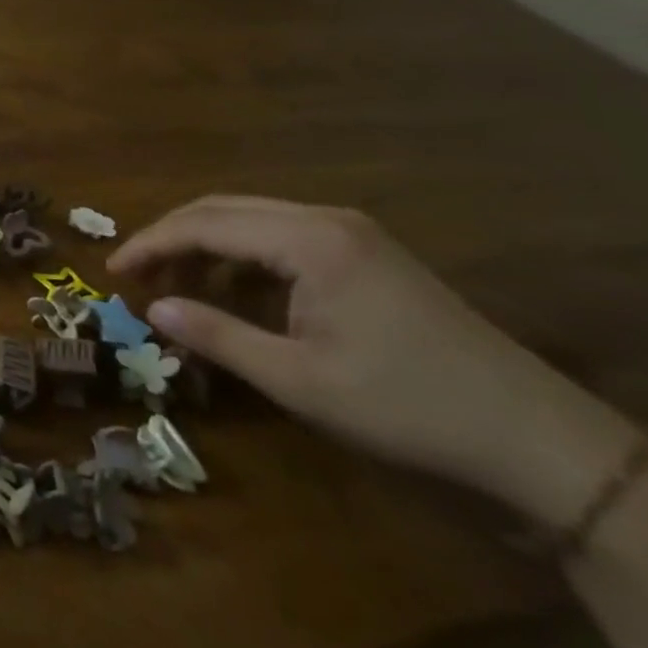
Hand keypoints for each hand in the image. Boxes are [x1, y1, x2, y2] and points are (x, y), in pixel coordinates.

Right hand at [109, 195, 633, 521]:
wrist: (536, 438)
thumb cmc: (404, 406)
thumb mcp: (297, 380)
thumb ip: (217, 336)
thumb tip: (152, 309)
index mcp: (307, 240)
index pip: (203, 224)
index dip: (149, 244)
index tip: (111, 271)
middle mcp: (325, 219)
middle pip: (222, 209)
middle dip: (171, 238)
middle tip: (136, 275)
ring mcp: (351, 232)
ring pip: (250, 219)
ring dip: (205, 245)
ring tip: (177, 286)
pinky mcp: (366, 252)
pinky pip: (281, 236)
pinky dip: (242, 256)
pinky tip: (235, 290)